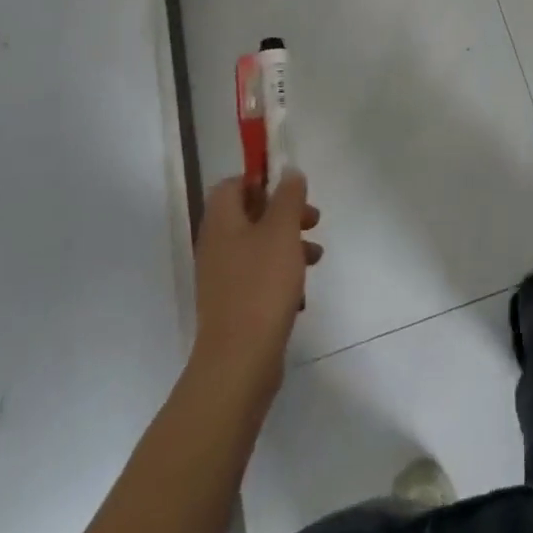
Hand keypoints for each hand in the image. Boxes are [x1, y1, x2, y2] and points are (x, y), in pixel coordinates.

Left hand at [189, 171, 322, 390]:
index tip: (290, 190)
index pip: (231, 185)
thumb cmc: (262, 285)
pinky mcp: (234, 303)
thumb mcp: (282, 231)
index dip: (260, 180)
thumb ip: (288, 196)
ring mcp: (223, 277)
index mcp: (221, 223)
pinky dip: (281, 271)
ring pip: (258, 244)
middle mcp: (216, 246)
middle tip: (312, 219)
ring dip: (288, 242)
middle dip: (284, 212)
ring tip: (316, 255)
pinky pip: (259, 274)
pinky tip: (302, 287)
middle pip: (249, 214)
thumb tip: (287, 171)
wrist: (240, 361)